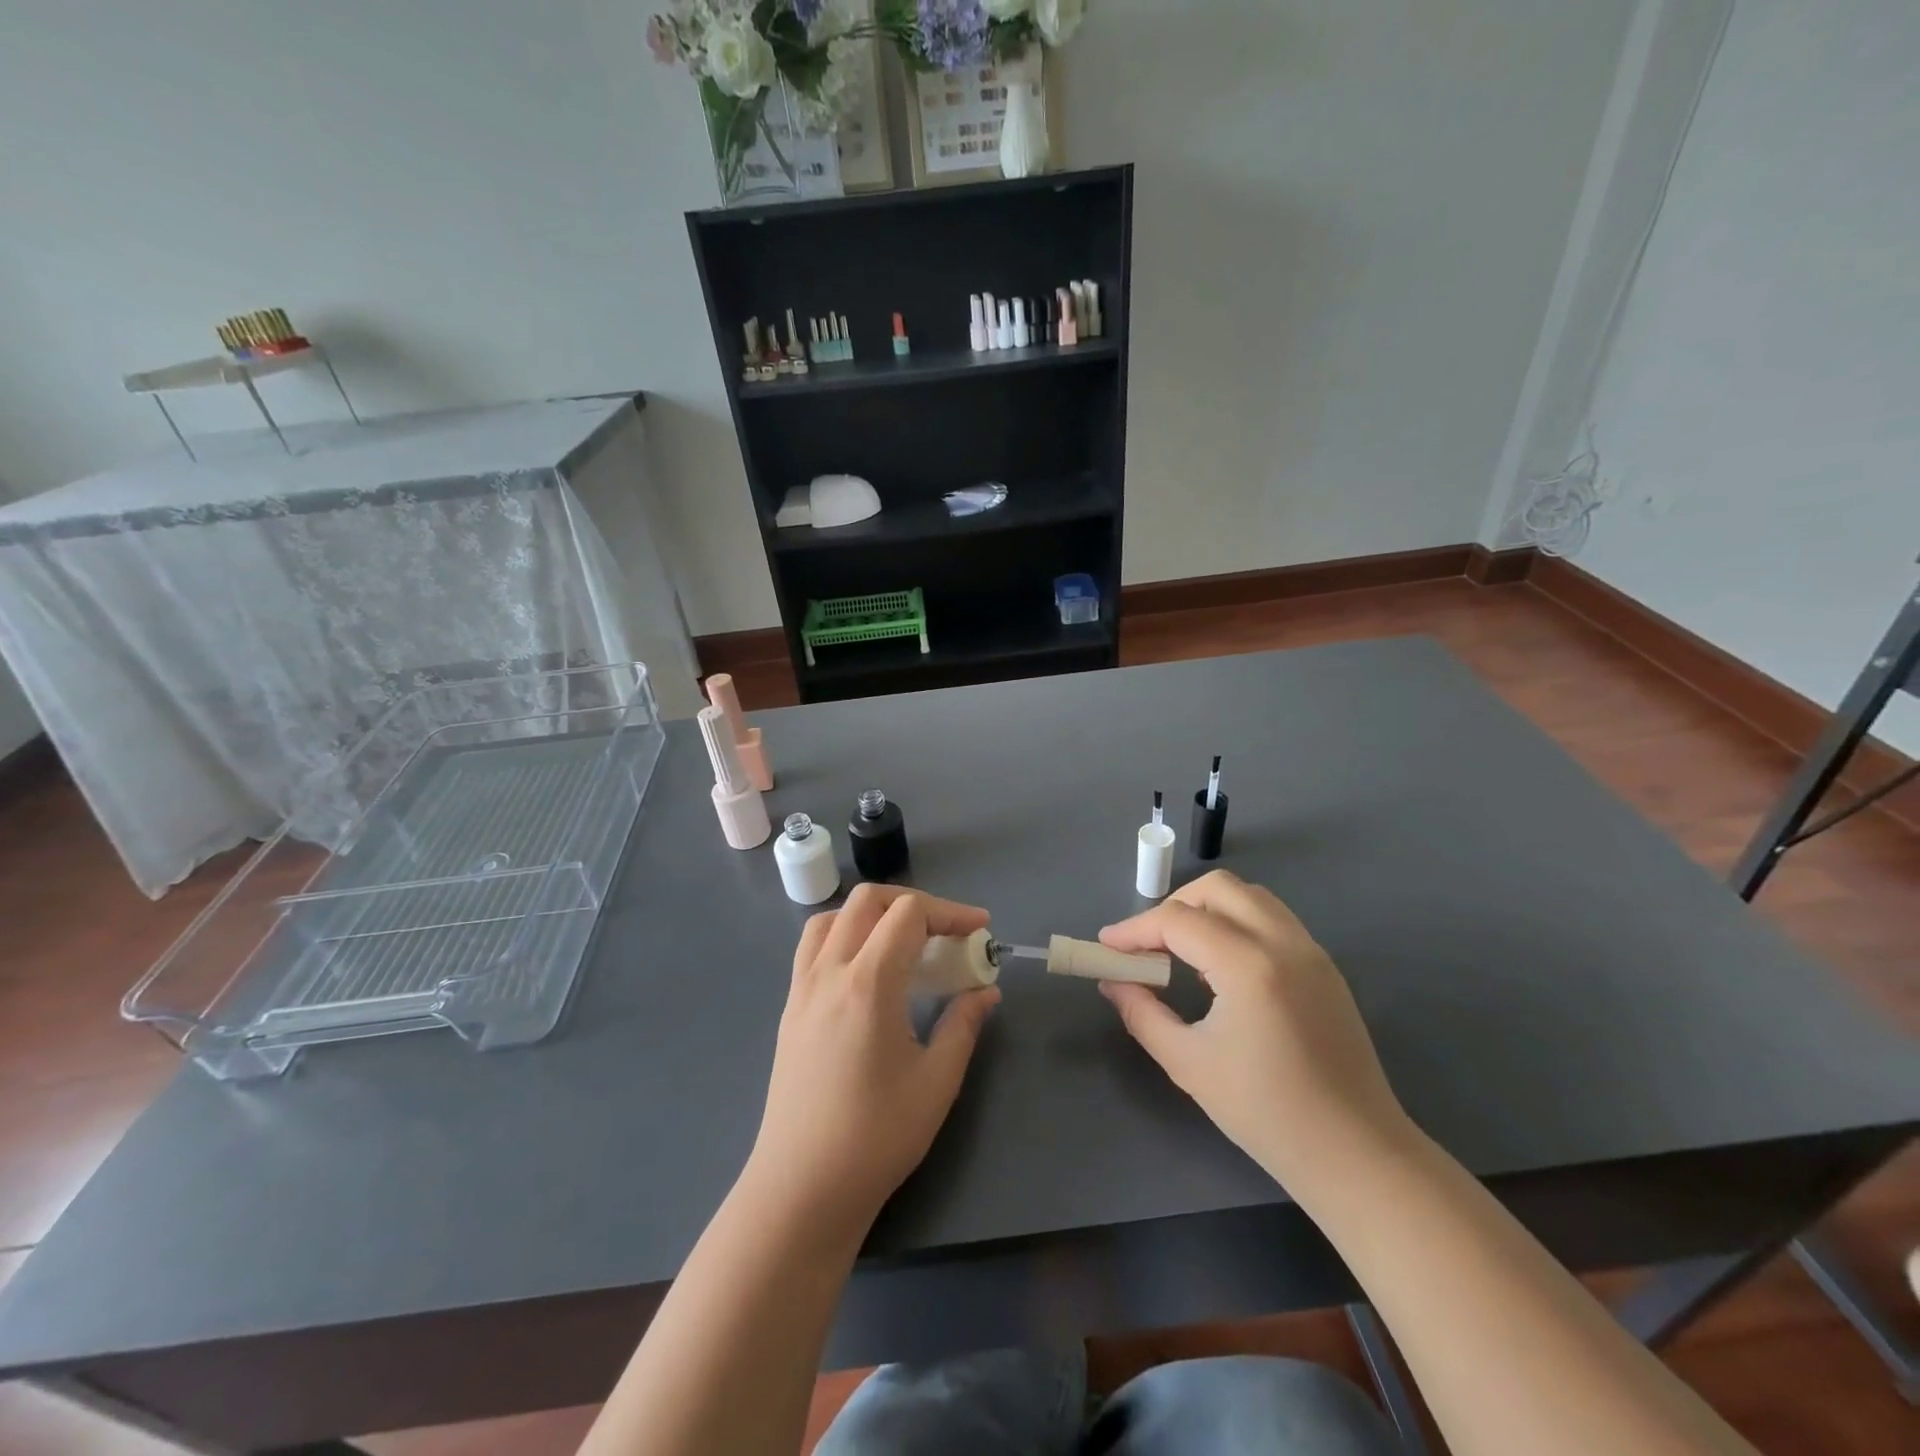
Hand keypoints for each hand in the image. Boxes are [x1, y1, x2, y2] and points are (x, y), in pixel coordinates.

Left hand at [744, 885, 999, 1243]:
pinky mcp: (790, 1007)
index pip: (908, 914)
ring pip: (834, 917)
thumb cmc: (876, 1137)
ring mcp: (802, 988)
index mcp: (867, 983)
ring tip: (904, 943)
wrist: (801, 1188)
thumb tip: (986, 991)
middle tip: (947, 933)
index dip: (950, 912)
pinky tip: (866, 969)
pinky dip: (844, 934)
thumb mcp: (936, 1081)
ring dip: (874, 914)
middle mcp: (829, 972)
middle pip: (868, 901)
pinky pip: (814, 945)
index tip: (980, 930)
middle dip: (915, 904)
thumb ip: (964, 1025)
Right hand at [1098, 870, 1412, 1196]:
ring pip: (1249, 897)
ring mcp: (1311, 951)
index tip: (1107, 947)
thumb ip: (1142, 1013)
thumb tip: (1114, 983)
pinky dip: (1237, 923)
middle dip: (1172, 907)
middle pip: (1216, 888)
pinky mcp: (1325, 967)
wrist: (1357, 1155)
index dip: (1135, 929)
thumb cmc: (1267, 1114)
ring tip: (1182, 951)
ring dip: (1207, 909)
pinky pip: (1272, 920)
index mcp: (1249, 965)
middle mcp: (1284, 943)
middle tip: (1147, 945)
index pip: (1178, 920)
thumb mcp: (1188, 1064)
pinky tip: (1221, 967)